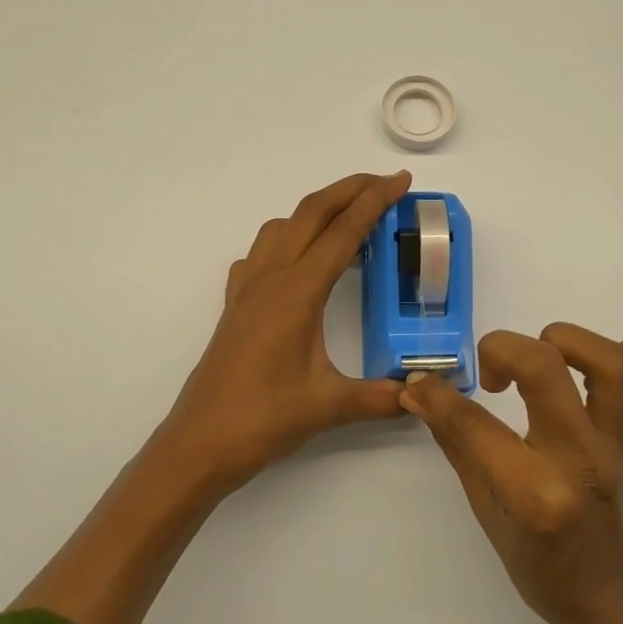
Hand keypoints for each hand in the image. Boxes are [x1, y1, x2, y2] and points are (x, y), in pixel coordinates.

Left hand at [150, 171, 412, 491]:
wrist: (200, 442)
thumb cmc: (263, 419)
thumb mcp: (330, 406)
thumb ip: (382, 397)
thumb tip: (422, 393)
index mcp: (297, 292)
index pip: (343, 233)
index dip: (375, 202)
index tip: (401, 181)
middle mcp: (270, 278)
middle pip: (311, 213)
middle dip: (349, 190)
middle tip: (384, 183)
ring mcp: (247, 289)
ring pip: (281, 227)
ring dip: (316, 211)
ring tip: (347, 219)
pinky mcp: (235, 305)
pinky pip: (260, 254)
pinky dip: (286, 240)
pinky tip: (298, 263)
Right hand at [401, 324, 622, 623]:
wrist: (613, 599)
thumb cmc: (542, 567)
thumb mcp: (486, 511)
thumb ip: (458, 443)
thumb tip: (423, 393)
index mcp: (536, 492)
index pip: (475, 422)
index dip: (435, 395)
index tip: (422, 385)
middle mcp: (583, 458)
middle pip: (544, 367)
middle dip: (501, 349)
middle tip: (490, 376)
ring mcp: (622, 443)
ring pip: (610, 360)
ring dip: (566, 342)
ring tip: (542, 361)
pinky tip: (608, 366)